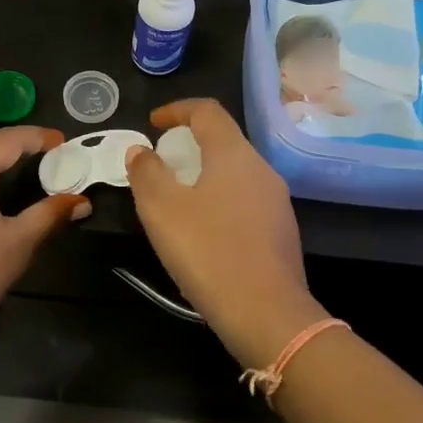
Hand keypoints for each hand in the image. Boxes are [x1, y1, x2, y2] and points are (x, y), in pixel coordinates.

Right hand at [124, 99, 326, 369]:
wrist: (267, 313)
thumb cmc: (208, 251)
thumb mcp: (161, 210)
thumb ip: (146, 172)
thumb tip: (141, 150)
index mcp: (234, 154)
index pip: (207, 111)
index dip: (177, 109)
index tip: (153, 123)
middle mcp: (262, 169)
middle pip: (225, 140)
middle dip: (190, 144)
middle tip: (162, 164)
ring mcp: (277, 201)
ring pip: (237, 172)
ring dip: (206, 174)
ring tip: (178, 198)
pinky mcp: (282, 232)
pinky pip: (246, 201)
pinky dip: (221, 200)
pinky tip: (205, 231)